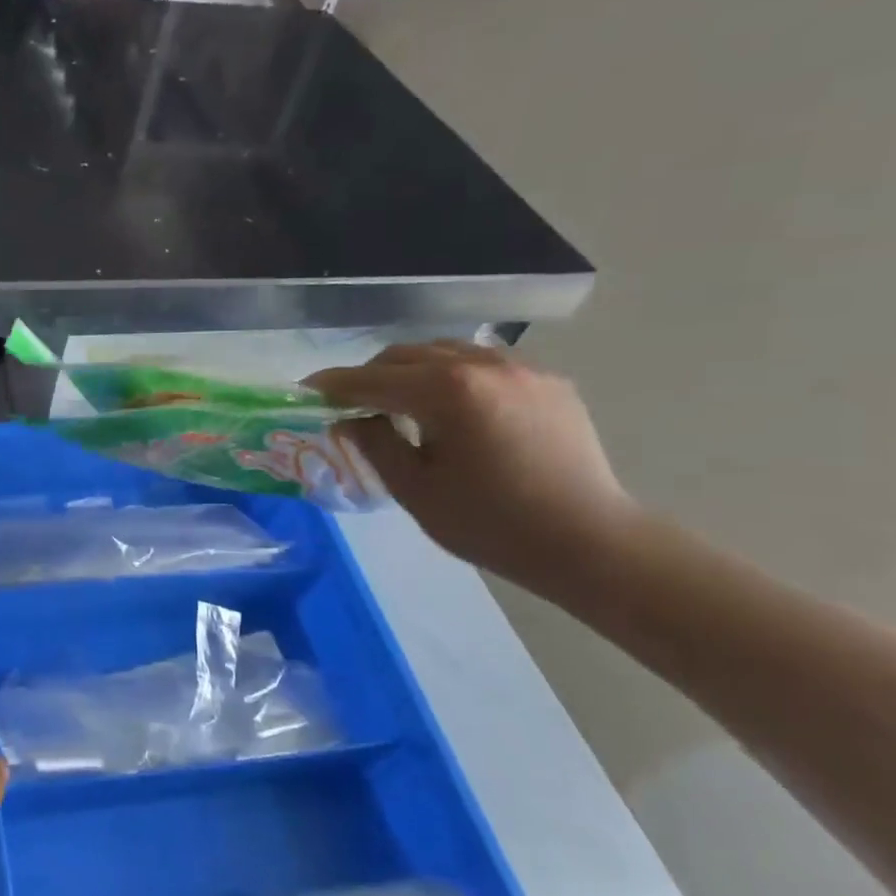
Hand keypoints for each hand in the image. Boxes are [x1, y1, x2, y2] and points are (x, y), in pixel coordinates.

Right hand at [307, 342, 641, 592]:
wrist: (590, 543)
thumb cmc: (491, 524)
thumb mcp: (415, 490)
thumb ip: (374, 443)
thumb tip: (351, 417)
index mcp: (448, 392)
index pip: (373, 379)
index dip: (334, 384)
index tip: (305, 388)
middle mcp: (484, 365)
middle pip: (407, 355)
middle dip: (371, 376)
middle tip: (350, 404)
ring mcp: (522, 369)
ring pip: (445, 352)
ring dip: (411, 371)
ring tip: (399, 403)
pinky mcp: (548, 381)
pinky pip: (483, 363)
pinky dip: (452, 375)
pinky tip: (451, 407)